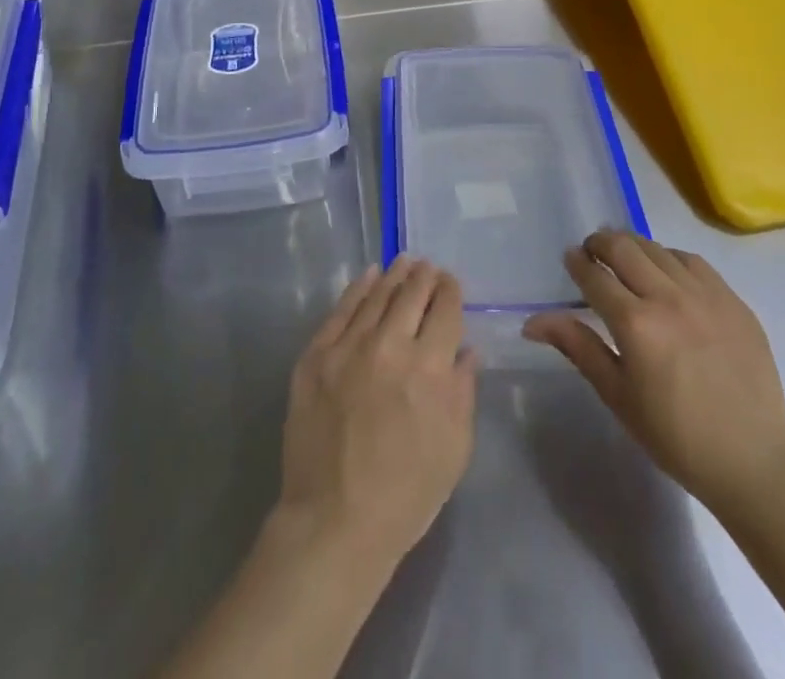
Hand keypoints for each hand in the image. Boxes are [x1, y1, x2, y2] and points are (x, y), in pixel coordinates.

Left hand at [274, 257, 476, 568]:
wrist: (334, 521)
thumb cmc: (406, 494)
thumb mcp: (454, 448)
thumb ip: (463, 390)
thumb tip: (468, 349)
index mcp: (429, 368)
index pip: (446, 310)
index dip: (450, 291)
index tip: (451, 283)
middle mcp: (390, 345)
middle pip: (412, 294)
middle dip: (424, 276)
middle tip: (428, 267)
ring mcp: (348, 346)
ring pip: (377, 295)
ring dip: (394, 275)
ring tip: (403, 262)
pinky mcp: (316, 355)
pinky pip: (340, 310)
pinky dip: (358, 288)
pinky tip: (368, 276)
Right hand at [523, 230, 784, 515]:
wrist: (753, 461)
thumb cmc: (675, 436)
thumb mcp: (618, 395)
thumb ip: (577, 347)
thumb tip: (532, 322)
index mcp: (635, 324)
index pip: (594, 275)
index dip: (577, 263)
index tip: (571, 260)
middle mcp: (668, 297)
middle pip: (623, 247)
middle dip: (601, 243)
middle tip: (593, 252)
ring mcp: (705, 295)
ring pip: (658, 249)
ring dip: (634, 247)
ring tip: (627, 260)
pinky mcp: (732, 300)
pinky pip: (693, 262)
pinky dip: (671, 259)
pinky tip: (667, 274)